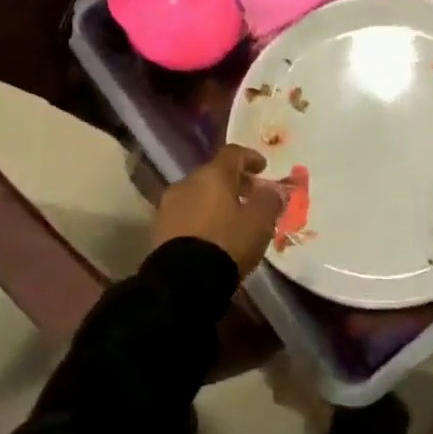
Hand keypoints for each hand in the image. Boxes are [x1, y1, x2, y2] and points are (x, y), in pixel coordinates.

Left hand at [151, 144, 281, 274]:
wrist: (183, 280)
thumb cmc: (227, 242)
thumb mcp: (260, 221)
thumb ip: (270, 200)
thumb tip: (273, 191)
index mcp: (212, 174)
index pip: (232, 153)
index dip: (250, 158)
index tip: (263, 168)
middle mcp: (187, 182)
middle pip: (213, 174)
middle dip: (234, 182)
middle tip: (251, 197)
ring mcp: (168, 206)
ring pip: (198, 195)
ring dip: (215, 201)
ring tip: (232, 219)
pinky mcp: (159, 229)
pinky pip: (186, 214)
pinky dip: (201, 218)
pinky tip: (212, 235)